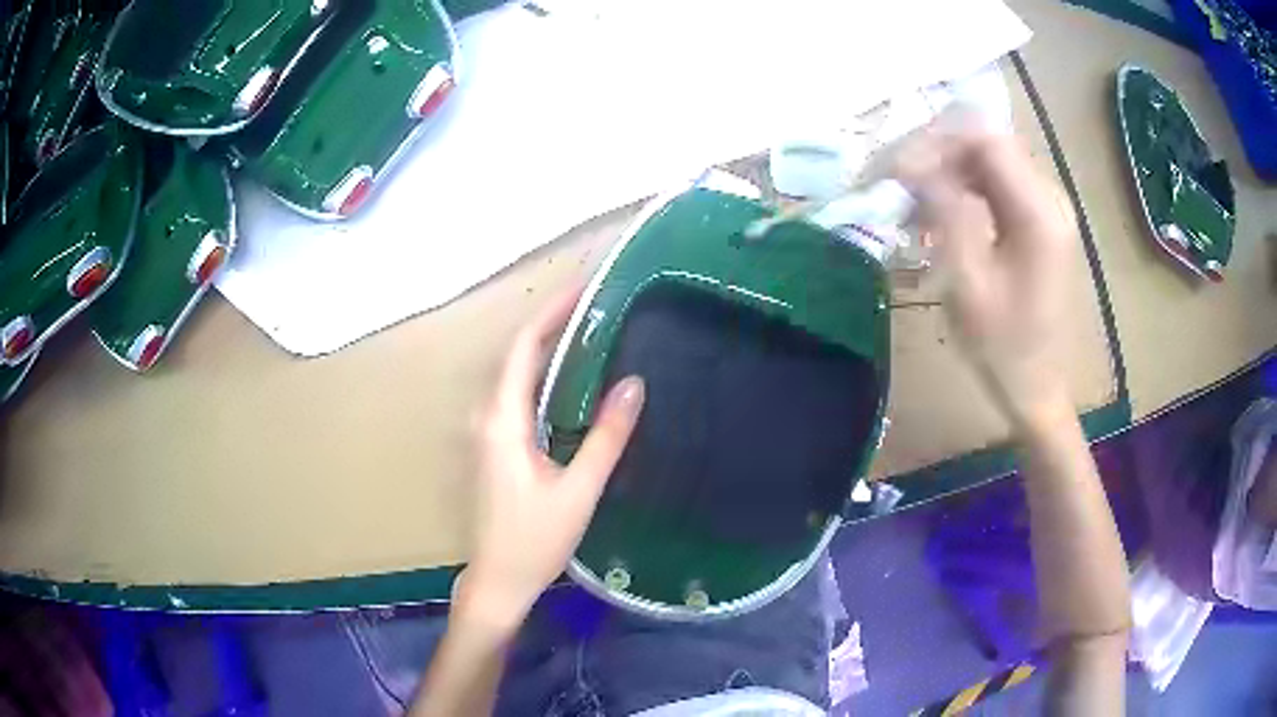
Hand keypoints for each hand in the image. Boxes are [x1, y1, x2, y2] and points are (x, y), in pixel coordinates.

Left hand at [459, 288, 644, 629]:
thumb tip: (634, 383)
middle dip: (554, 325)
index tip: (584, 288)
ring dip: (550, 350)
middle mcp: (487, 416)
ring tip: (593, 332)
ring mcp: (487, 432)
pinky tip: (574, 381)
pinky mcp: (494, 446)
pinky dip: (545, 378)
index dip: (551, 313)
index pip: (523, 347)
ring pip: (518, 376)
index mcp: (502, 420)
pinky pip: (519, 397)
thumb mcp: (579, 489)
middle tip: (599, 306)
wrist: (498, 580)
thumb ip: (606, 436)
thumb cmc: (535, 540)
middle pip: (518, 355)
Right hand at [891, 114, 1076, 426]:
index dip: (934, 141)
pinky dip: (960, 187)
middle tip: (893, 181)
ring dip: (944, 169)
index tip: (894, 169)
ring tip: (909, 198)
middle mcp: (1048, 196)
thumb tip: (912, 164)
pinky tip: (936, 212)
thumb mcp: (968, 284)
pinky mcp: (1037, 218)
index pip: (984, 138)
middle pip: (985, 141)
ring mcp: (1045, 205)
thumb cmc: (1004, 349)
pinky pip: (993, 182)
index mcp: (1040, 211)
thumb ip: (945, 212)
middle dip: (934, 151)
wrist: (1038, 388)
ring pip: (985, 158)